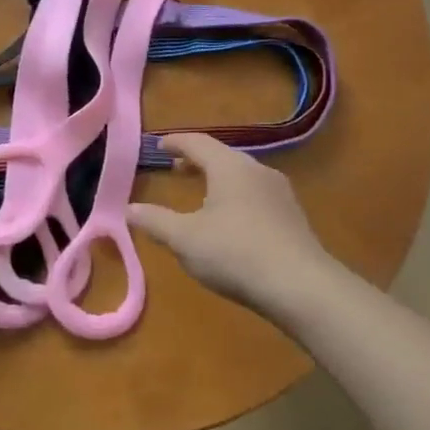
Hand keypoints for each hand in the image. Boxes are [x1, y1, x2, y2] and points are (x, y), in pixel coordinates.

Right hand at [127, 133, 336, 314]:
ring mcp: (280, 192)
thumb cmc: (236, 254)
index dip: (176, 142)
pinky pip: (257, 194)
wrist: (302, 287)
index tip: (159, 146)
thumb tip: (127, 208)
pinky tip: (231, 220)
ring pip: (242, 175)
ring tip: (202, 195)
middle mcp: (257, 170)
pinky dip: (236, 196)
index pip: (198, 142)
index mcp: (229, 166)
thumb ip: (155, 221)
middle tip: (177, 169)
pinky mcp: (293, 216)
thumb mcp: (185, 239)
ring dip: (218, 179)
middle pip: (222, 156)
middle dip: (197, 160)